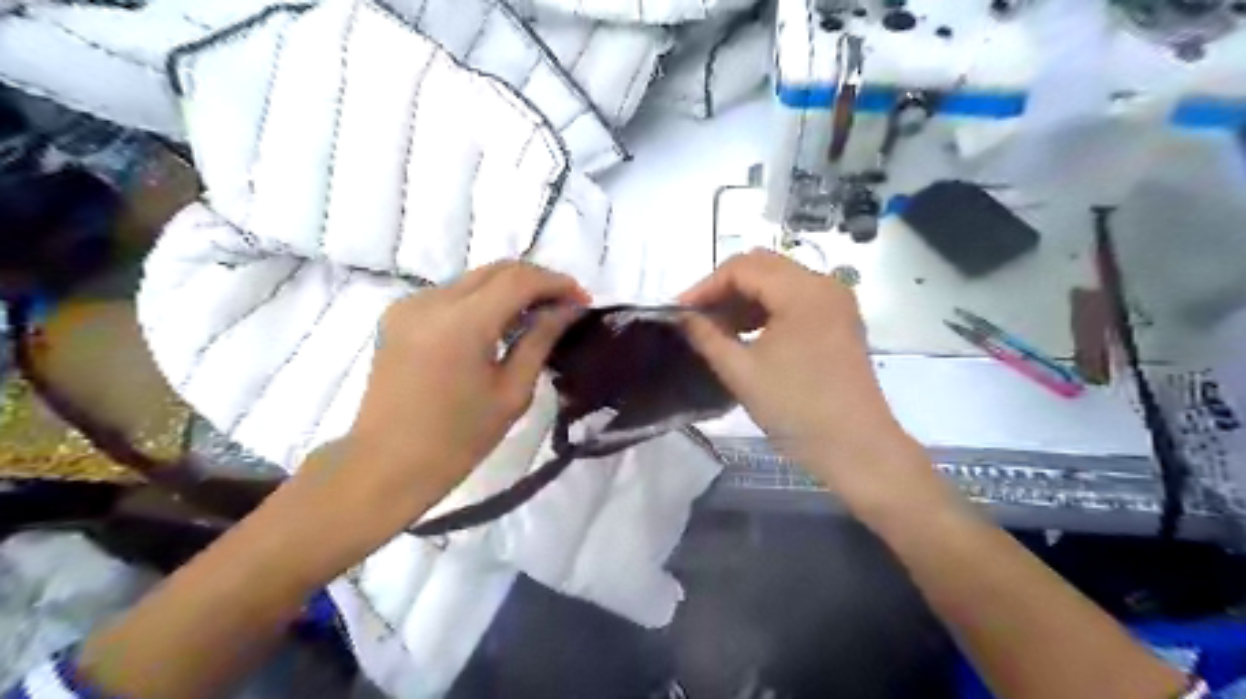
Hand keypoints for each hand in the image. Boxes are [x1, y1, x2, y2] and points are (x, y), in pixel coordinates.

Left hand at [325, 262, 590, 541]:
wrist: (387, 465)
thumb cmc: (458, 439)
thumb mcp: (512, 392)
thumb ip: (540, 340)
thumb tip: (569, 310)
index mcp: (462, 323)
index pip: (518, 280)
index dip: (556, 283)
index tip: (583, 300)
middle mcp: (432, 301)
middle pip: (496, 269)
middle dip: (536, 280)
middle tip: (565, 305)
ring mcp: (410, 305)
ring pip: (473, 278)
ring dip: (509, 289)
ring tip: (536, 316)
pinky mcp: (398, 315)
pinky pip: (451, 294)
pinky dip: (482, 300)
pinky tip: (497, 326)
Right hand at [679, 251, 933, 511]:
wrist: (857, 449)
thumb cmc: (796, 409)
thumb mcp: (742, 372)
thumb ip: (707, 336)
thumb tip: (682, 316)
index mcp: (802, 290)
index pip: (742, 267)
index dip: (705, 286)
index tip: (679, 313)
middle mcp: (823, 284)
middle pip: (762, 267)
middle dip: (724, 289)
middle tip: (696, 318)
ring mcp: (835, 302)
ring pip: (779, 282)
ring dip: (745, 299)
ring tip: (717, 328)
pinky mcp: (839, 321)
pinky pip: (795, 299)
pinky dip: (766, 310)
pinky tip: (746, 334)